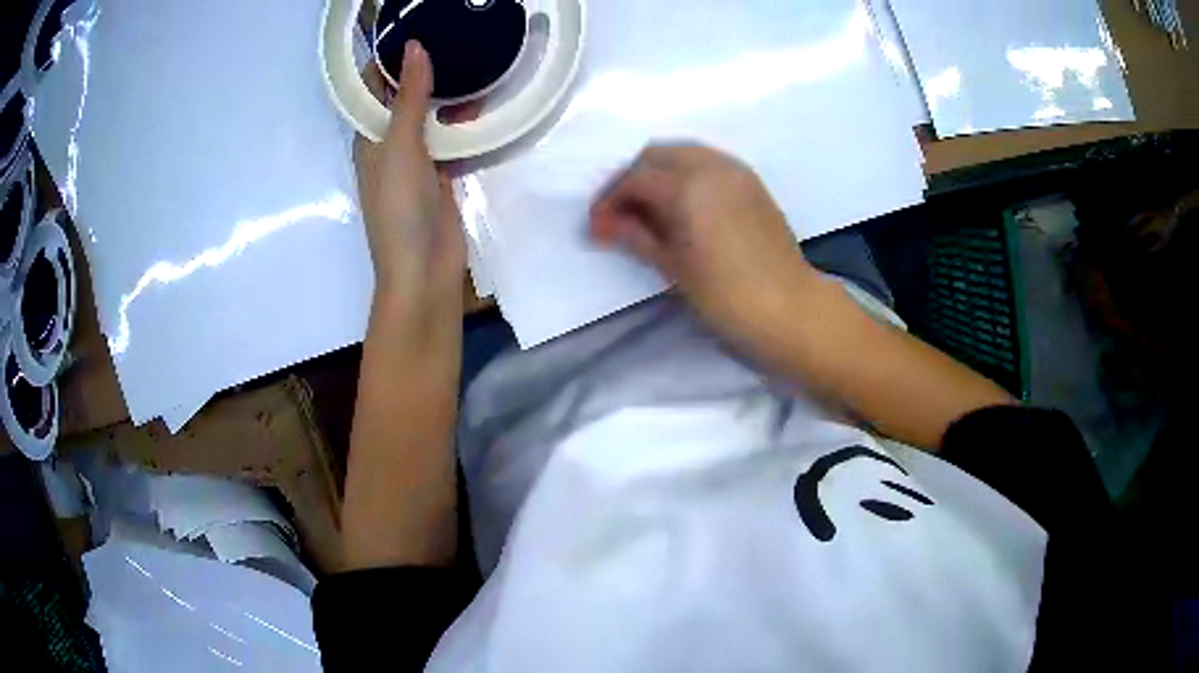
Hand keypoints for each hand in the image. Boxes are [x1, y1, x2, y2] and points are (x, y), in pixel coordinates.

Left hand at [355, 41, 464, 303]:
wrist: (423, 269)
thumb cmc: (399, 207)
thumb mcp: (401, 146)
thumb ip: (410, 97)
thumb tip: (414, 47)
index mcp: (370, 135)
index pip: (375, 86)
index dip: (391, 58)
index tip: (419, 28)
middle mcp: (391, 143)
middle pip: (406, 97)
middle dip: (428, 71)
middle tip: (460, 39)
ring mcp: (418, 159)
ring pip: (433, 117)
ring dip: (450, 95)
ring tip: (479, 63)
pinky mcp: (442, 175)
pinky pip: (453, 139)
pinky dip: (466, 123)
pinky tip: (487, 104)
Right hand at [590, 144, 816, 354]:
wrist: (791, 310)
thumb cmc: (727, 296)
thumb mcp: (673, 267)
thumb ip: (636, 235)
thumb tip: (604, 223)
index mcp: (688, 185)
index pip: (634, 179)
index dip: (609, 201)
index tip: (596, 229)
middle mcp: (712, 165)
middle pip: (657, 154)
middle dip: (631, 178)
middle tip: (618, 213)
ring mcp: (736, 171)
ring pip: (683, 153)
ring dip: (658, 172)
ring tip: (646, 208)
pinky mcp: (753, 183)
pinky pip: (708, 162)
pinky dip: (685, 173)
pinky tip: (680, 204)